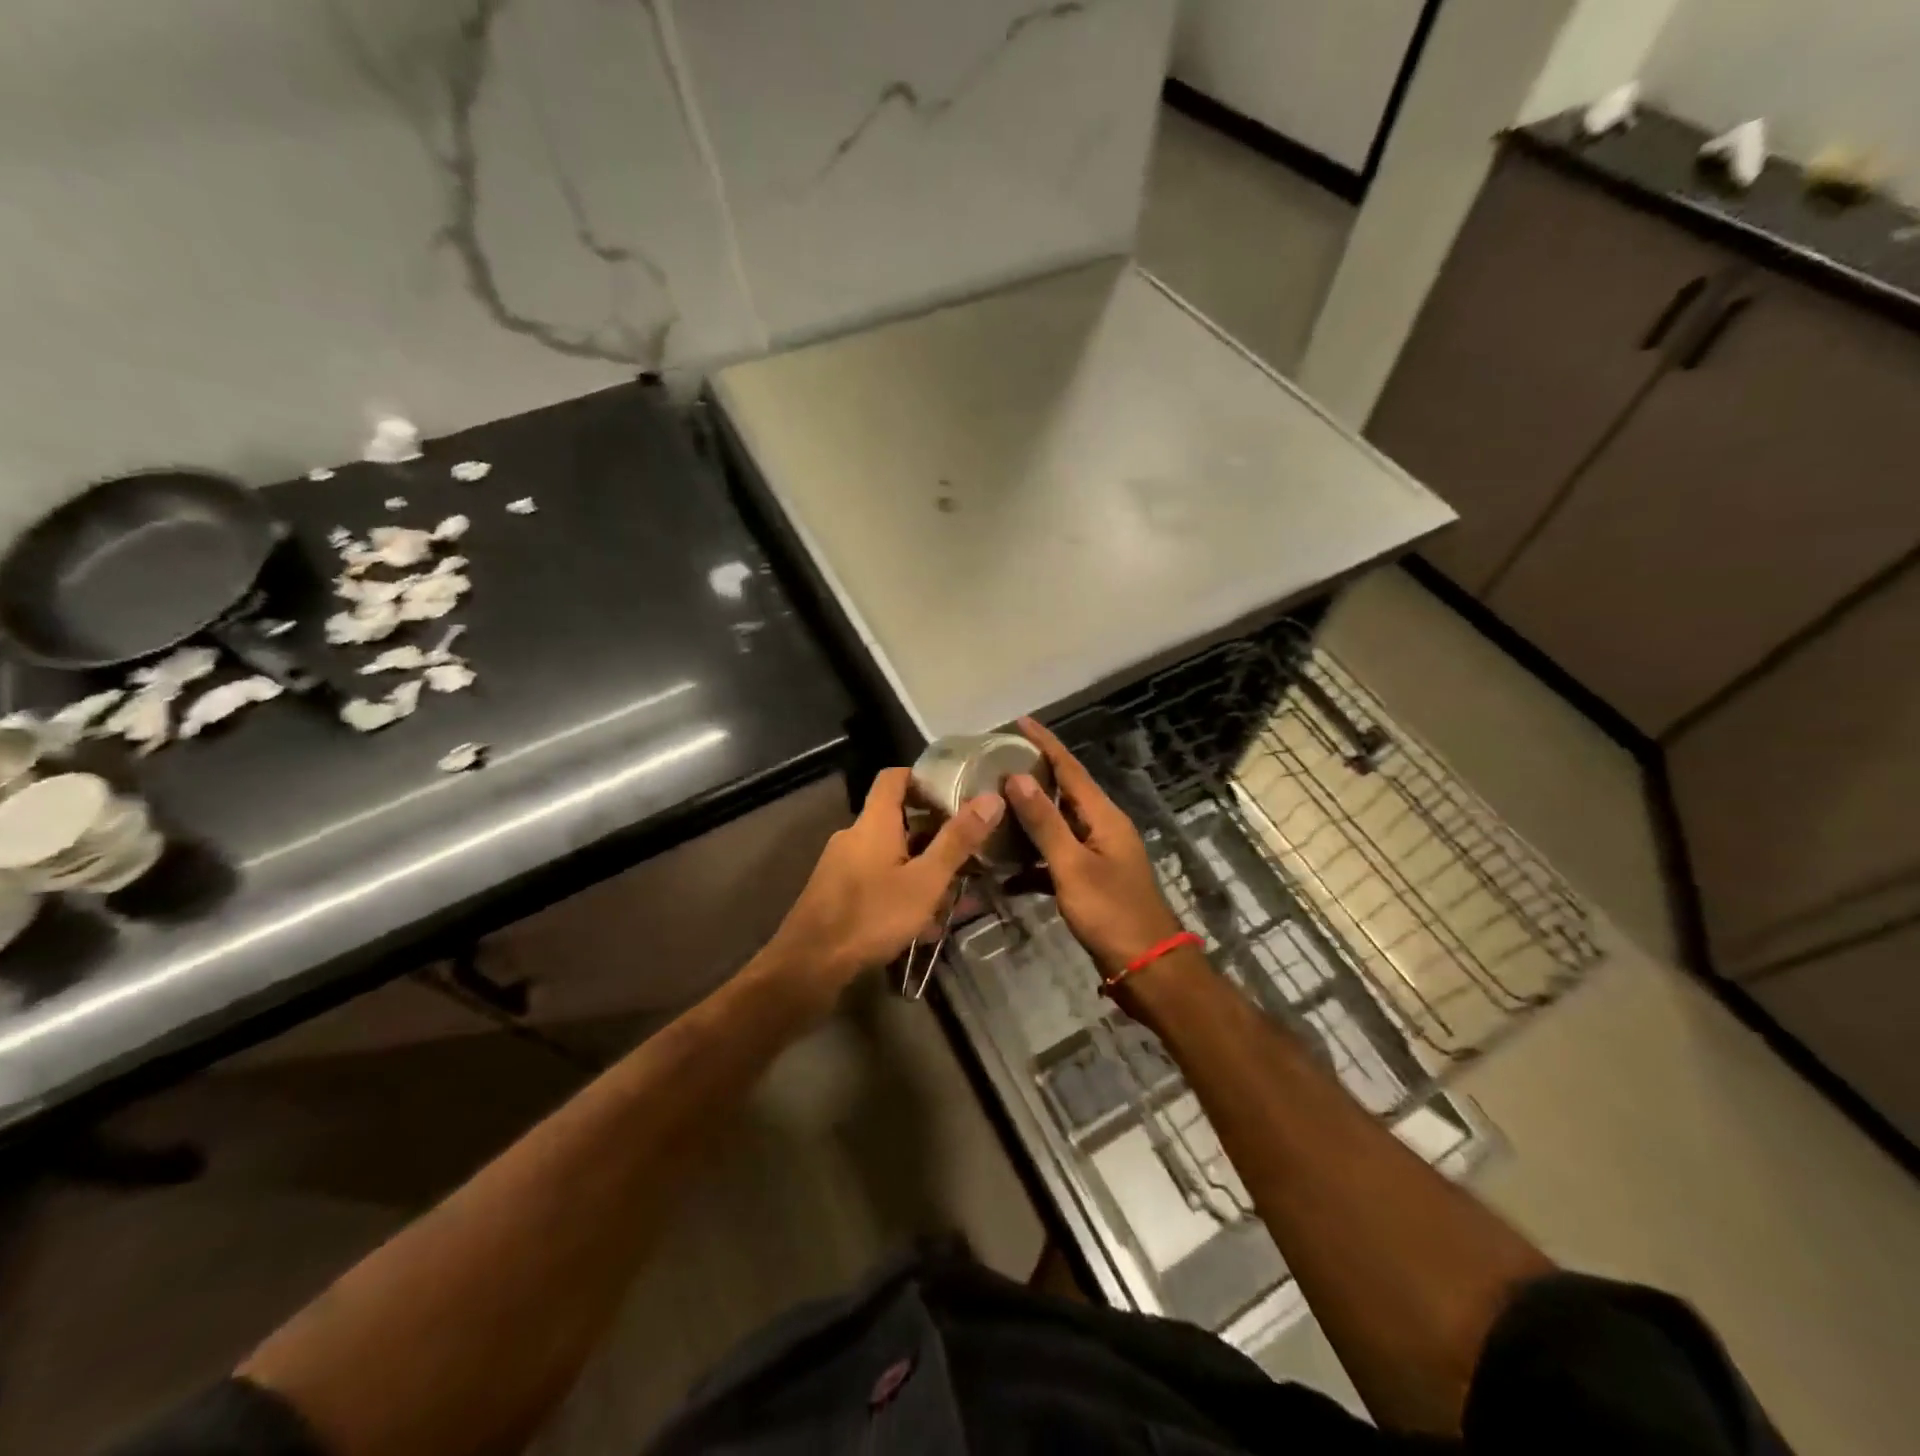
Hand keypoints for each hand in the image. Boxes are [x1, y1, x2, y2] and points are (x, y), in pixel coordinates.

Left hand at [765, 767, 1003, 1001]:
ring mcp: (841, 865)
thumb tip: (992, 798)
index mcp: (873, 823)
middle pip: (896, 818)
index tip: (954, 791)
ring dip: (920, 866)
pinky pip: (876, 879)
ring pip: (889, 854)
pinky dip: (901, 888)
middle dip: (932, 832)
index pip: (894, 777)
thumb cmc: (871, 916)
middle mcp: (854, 836)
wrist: (808, 966)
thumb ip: (958, 841)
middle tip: (967, 849)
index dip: (922, 777)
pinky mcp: (835, 893)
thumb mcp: (925, 881)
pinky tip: (922, 923)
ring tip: (953, 892)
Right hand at [1005, 718, 1185, 977]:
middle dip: (1033, 777)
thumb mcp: (1072, 866)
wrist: (1147, 968)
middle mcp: (1103, 829)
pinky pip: (1057, 861)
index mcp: (1104, 817)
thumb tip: (1017, 777)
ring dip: (1028, 820)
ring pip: (1058, 828)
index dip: (1045, 744)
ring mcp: (1098, 856)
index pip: (1070, 768)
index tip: (1019, 721)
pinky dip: (1033, 862)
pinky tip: (1005, 873)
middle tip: (995, 764)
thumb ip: (1045, 822)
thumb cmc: (1111, 913)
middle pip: (1064, 793)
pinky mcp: (1091, 883)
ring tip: (993, 809)